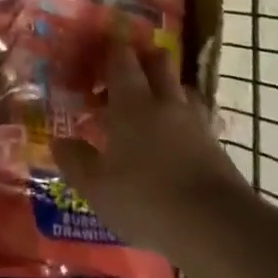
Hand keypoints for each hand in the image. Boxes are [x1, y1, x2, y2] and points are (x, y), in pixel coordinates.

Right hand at [51, 39, 245, 251]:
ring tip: (151, 109)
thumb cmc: (146, 198)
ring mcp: (195, 122)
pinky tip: (175, 142)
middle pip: (158, 62)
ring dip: (166, 90)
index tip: (95, 54)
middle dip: (143, 59)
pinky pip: (197, 120)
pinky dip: (184, 123)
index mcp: (132, 102)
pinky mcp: (217, 147)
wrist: (217, 228)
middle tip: (124, 75)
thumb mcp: (97, 186)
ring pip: (181, 89)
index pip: (121, 57)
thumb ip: (76, 160)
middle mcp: (165, 102)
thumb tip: (60, 142)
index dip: (109, 49)